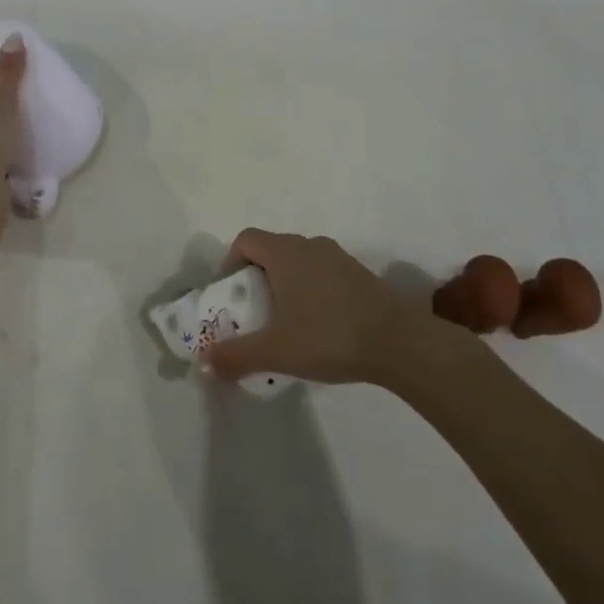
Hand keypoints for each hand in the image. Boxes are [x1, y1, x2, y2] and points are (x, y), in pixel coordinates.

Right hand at [200, 228, 429, 385]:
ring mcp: (337, 257)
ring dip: (285, 284)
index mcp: (284, 252)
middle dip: (256, 278)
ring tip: (286, 323)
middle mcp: (309, 245)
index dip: (230, 262)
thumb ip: (237, 355)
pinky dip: (310, 290)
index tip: (231, 295)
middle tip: (254, 314)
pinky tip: (319, 326)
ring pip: (298, 261)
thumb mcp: (276, 351)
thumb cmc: (329, 335)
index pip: (246, 240)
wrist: (399, 341)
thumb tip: (204, 362)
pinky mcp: (359, 274)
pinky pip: (322, 273)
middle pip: (271, 250)